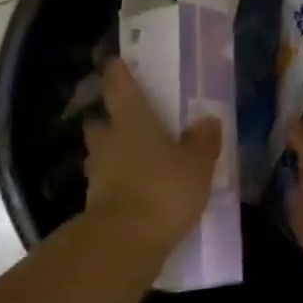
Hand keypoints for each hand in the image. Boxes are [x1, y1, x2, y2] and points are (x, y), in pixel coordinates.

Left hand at [83, 59, 223, 255]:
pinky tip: (131, 192)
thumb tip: (208, 120)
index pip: (119, 87)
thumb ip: (202, 141)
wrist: (125, 239)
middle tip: (125, 123)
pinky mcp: (94, 203)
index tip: (115, 63)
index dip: (118, 73)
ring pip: (98, 154)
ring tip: (131, 161)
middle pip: (100, 123)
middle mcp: (108, 140)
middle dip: (108, 121)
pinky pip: (104, 184)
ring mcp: (97, 173)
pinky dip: (114, 184)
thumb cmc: (164, 188)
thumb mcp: (197, 165)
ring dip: (110, 155)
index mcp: (132, 120)